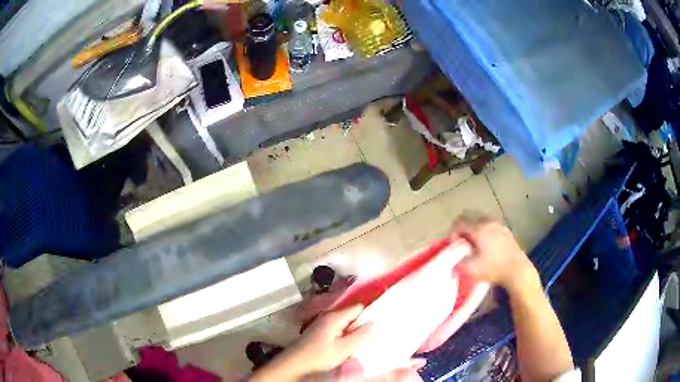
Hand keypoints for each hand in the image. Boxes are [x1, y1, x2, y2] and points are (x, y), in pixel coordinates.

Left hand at [251, 305, 373, 380]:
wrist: (294, 364)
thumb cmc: (319, 356)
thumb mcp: (343, 349)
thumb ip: (360, 336)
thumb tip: (375, 323)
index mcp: (335, 317)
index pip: (358, 307)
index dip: (370, 313)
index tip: (381, 322)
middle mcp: (328, 317)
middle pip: (351, 315)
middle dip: (362, 324)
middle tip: (374, 335)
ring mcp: (322, 324)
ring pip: (344, 324)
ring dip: (353, 331)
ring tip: (363, 341)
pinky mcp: (319, 333)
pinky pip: (337, 330)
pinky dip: (344, 336)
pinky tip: (348, 346)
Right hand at [451, 212, 538, 292]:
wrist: (517, 270)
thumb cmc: (494, 268)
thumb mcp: (470, 269)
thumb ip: (458, 261)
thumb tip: (455, 257)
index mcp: (479, 228)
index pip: (459, 222)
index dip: (452, 233)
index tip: (454, 246)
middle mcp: (488, 222)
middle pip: (469, 216)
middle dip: (462, 228)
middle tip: (461, 243)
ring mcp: (499, 225)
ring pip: (480, 219)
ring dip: (473, 228)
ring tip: (473, 244)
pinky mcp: (506, 231)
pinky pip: (490, 225)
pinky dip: (483, 231)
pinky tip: (486, 246)